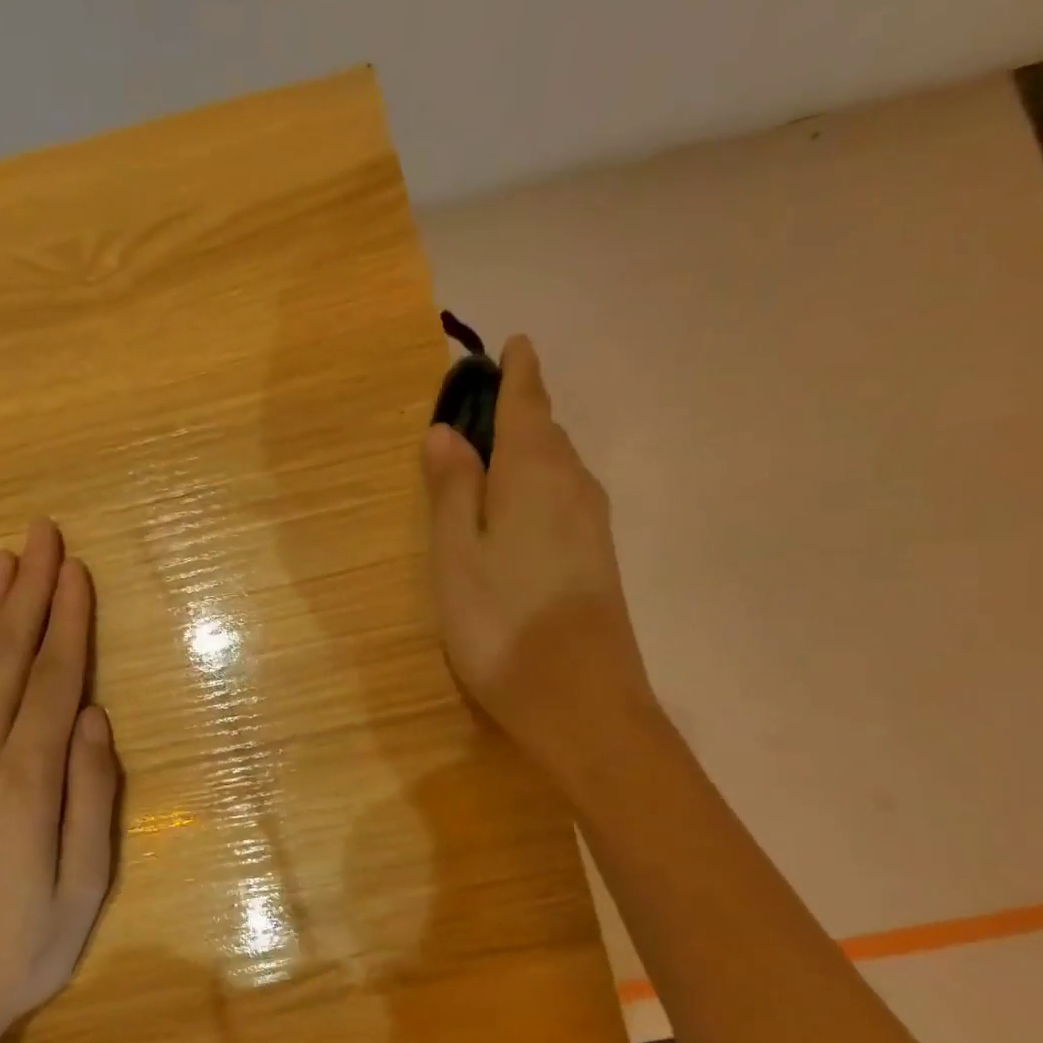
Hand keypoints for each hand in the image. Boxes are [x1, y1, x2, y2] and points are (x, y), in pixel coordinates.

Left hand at [0, 520, 119, 1042]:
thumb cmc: (19, 950)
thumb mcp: (82, 889)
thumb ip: (89, 796)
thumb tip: (93, 716)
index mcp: (23, 785)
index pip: (51, 682)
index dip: (68, 622)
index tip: (77, 570)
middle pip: (4, 658)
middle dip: (28, 592)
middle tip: (42, 534)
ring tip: (3, 560)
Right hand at [422, 335, 656, 782]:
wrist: (579, 699)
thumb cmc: (501, 620)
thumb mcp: (457, 552)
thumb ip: (452, 488)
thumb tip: (445, 432)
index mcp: (535, 471)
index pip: (527, 403)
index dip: (518, 372)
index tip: (514, 343)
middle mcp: (574, 485)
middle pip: (546, 432)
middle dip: (519, 411)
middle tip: (481, 406)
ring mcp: (592, 524)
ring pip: (557, 467)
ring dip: (528, 451)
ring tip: (491, 454)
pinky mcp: (596, 559)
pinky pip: (564, 499)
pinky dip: (538, 486)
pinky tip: (518, 509)